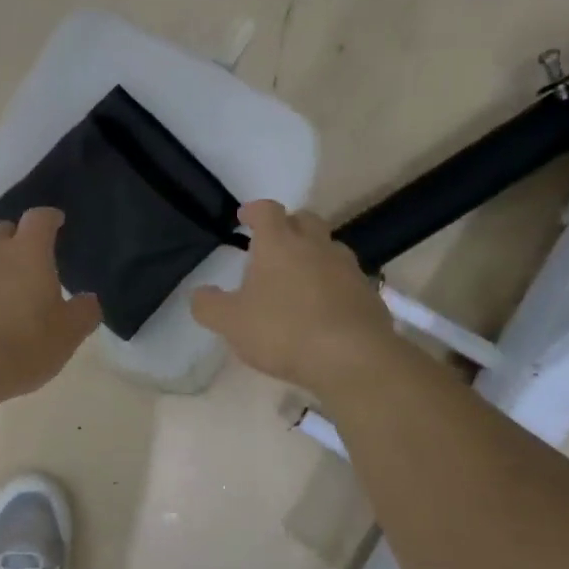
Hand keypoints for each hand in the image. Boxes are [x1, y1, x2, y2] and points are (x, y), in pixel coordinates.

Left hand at [0, 208, 101, 406]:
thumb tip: (87, 299)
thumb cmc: (17, 351)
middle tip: (27, 268)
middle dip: (16, 241)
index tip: (58, 225)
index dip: (51, 219)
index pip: (40, 218)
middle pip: (3, 231)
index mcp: (25, 254)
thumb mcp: (65, 338)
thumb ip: (83, 313)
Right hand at [191, 201, 397, 394]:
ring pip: (328, 247)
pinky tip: (322, 307)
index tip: (244, 217)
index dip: (254, 211)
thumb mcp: (230, 323)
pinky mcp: (368, 293)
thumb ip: (209, 305)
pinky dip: (332, 283)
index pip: (267, 211)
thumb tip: (200, 294)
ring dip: (312, 254)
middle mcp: (316, 246)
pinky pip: (345, 278)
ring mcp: (347, 268)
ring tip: (297, 278)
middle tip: (273, 244)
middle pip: (304, 220)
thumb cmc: (283, 331)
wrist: (353, 358)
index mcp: (279, 244)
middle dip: (288, 225)